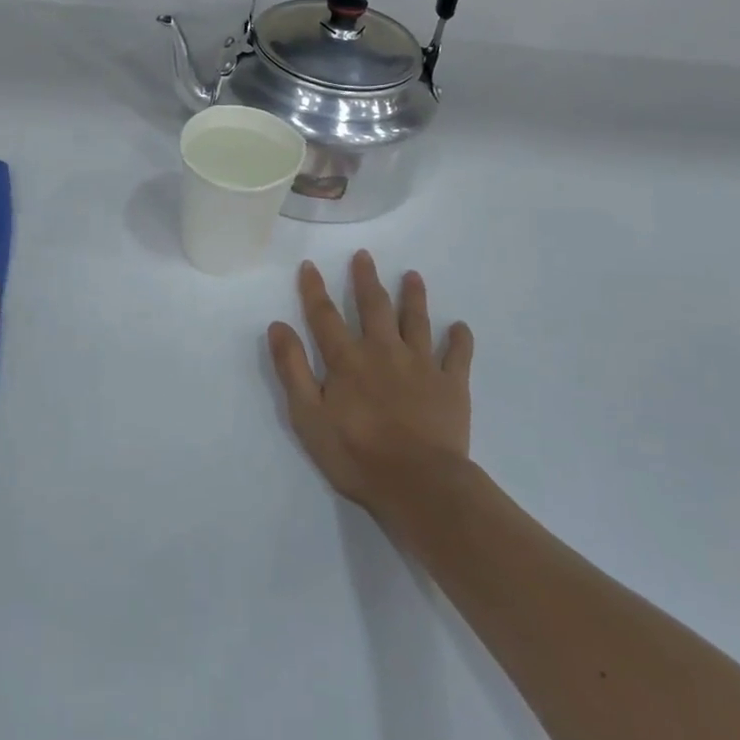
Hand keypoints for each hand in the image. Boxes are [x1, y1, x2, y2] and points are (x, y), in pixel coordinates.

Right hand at [268, 252, 474, 514]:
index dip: (314, 289)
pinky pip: (457, 355)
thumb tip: (278, 325)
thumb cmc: (355, 454)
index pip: (325, 316)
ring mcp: (421, 365)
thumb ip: (292, 369)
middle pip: (373, 307)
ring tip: (413, 276)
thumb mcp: (307, 416)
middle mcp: (383, 351)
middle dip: (366, 279)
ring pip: (416, 321)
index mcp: (347, 359)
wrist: (418, 484)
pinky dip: (459, 339)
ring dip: (413, 296)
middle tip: (364, 255)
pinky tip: (460, 327)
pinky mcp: (451, 384)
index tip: (310, 265)